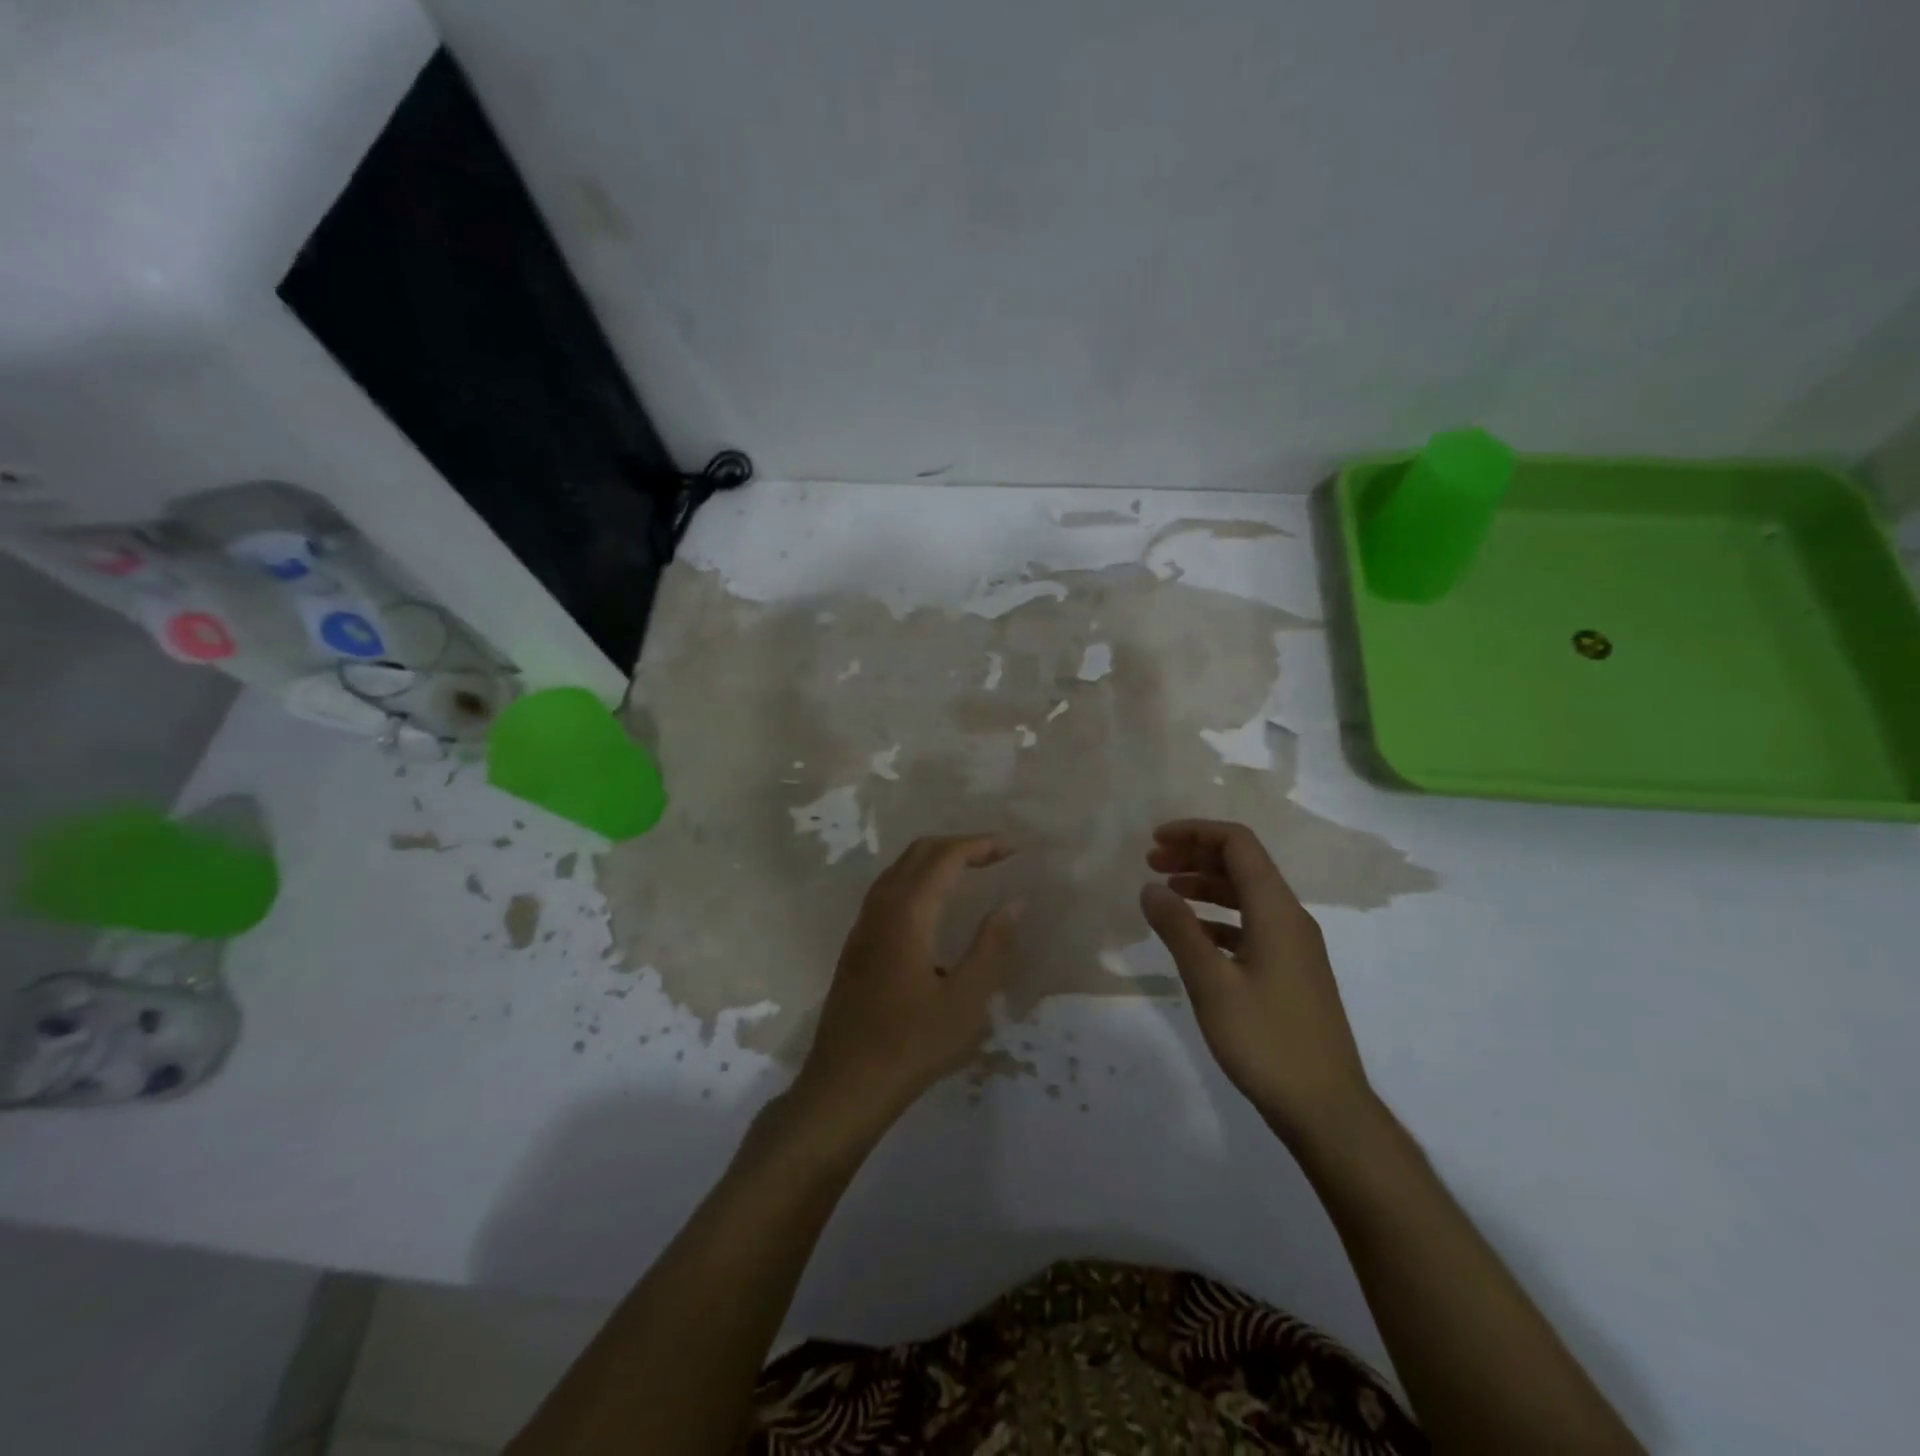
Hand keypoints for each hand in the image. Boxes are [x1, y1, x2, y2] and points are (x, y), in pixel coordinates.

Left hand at [793, 835, 1021, 1139]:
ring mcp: (863, 925)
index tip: (1014, 848)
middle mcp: (880, 908)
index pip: (945, 857)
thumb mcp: (966, 1001)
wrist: (845, 1085)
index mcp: (907, 914)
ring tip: (972, 872)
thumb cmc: (912, 1045)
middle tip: (997, 856)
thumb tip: (1013, 902)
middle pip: (919, 852)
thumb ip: (992, 947)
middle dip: (959, 845)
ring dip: (936, 860)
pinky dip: (919, 879)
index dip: (980, 845)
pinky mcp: (857, 944)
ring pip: (900, 870)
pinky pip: (889, 890)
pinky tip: (936, 906)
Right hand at [1139, 819, 1375, 1143]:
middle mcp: (1291, 918)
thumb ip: (1178, 930)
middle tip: (1151, 863)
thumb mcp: (1211, 983)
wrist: (1326, 1109)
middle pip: (1243, 865)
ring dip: (1205, 885)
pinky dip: (1218, 918)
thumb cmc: (1266, 1041)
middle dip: (1196, 855)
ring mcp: (1294, 947)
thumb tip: (1150, 887)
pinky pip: (1251, 925)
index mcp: (1277, 911)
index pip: (1239, 844)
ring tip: (1165, 891)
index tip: (1155, 841)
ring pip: (1247, 895)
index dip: (1196, 832)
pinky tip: (1192, 934)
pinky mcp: (1291, 972)